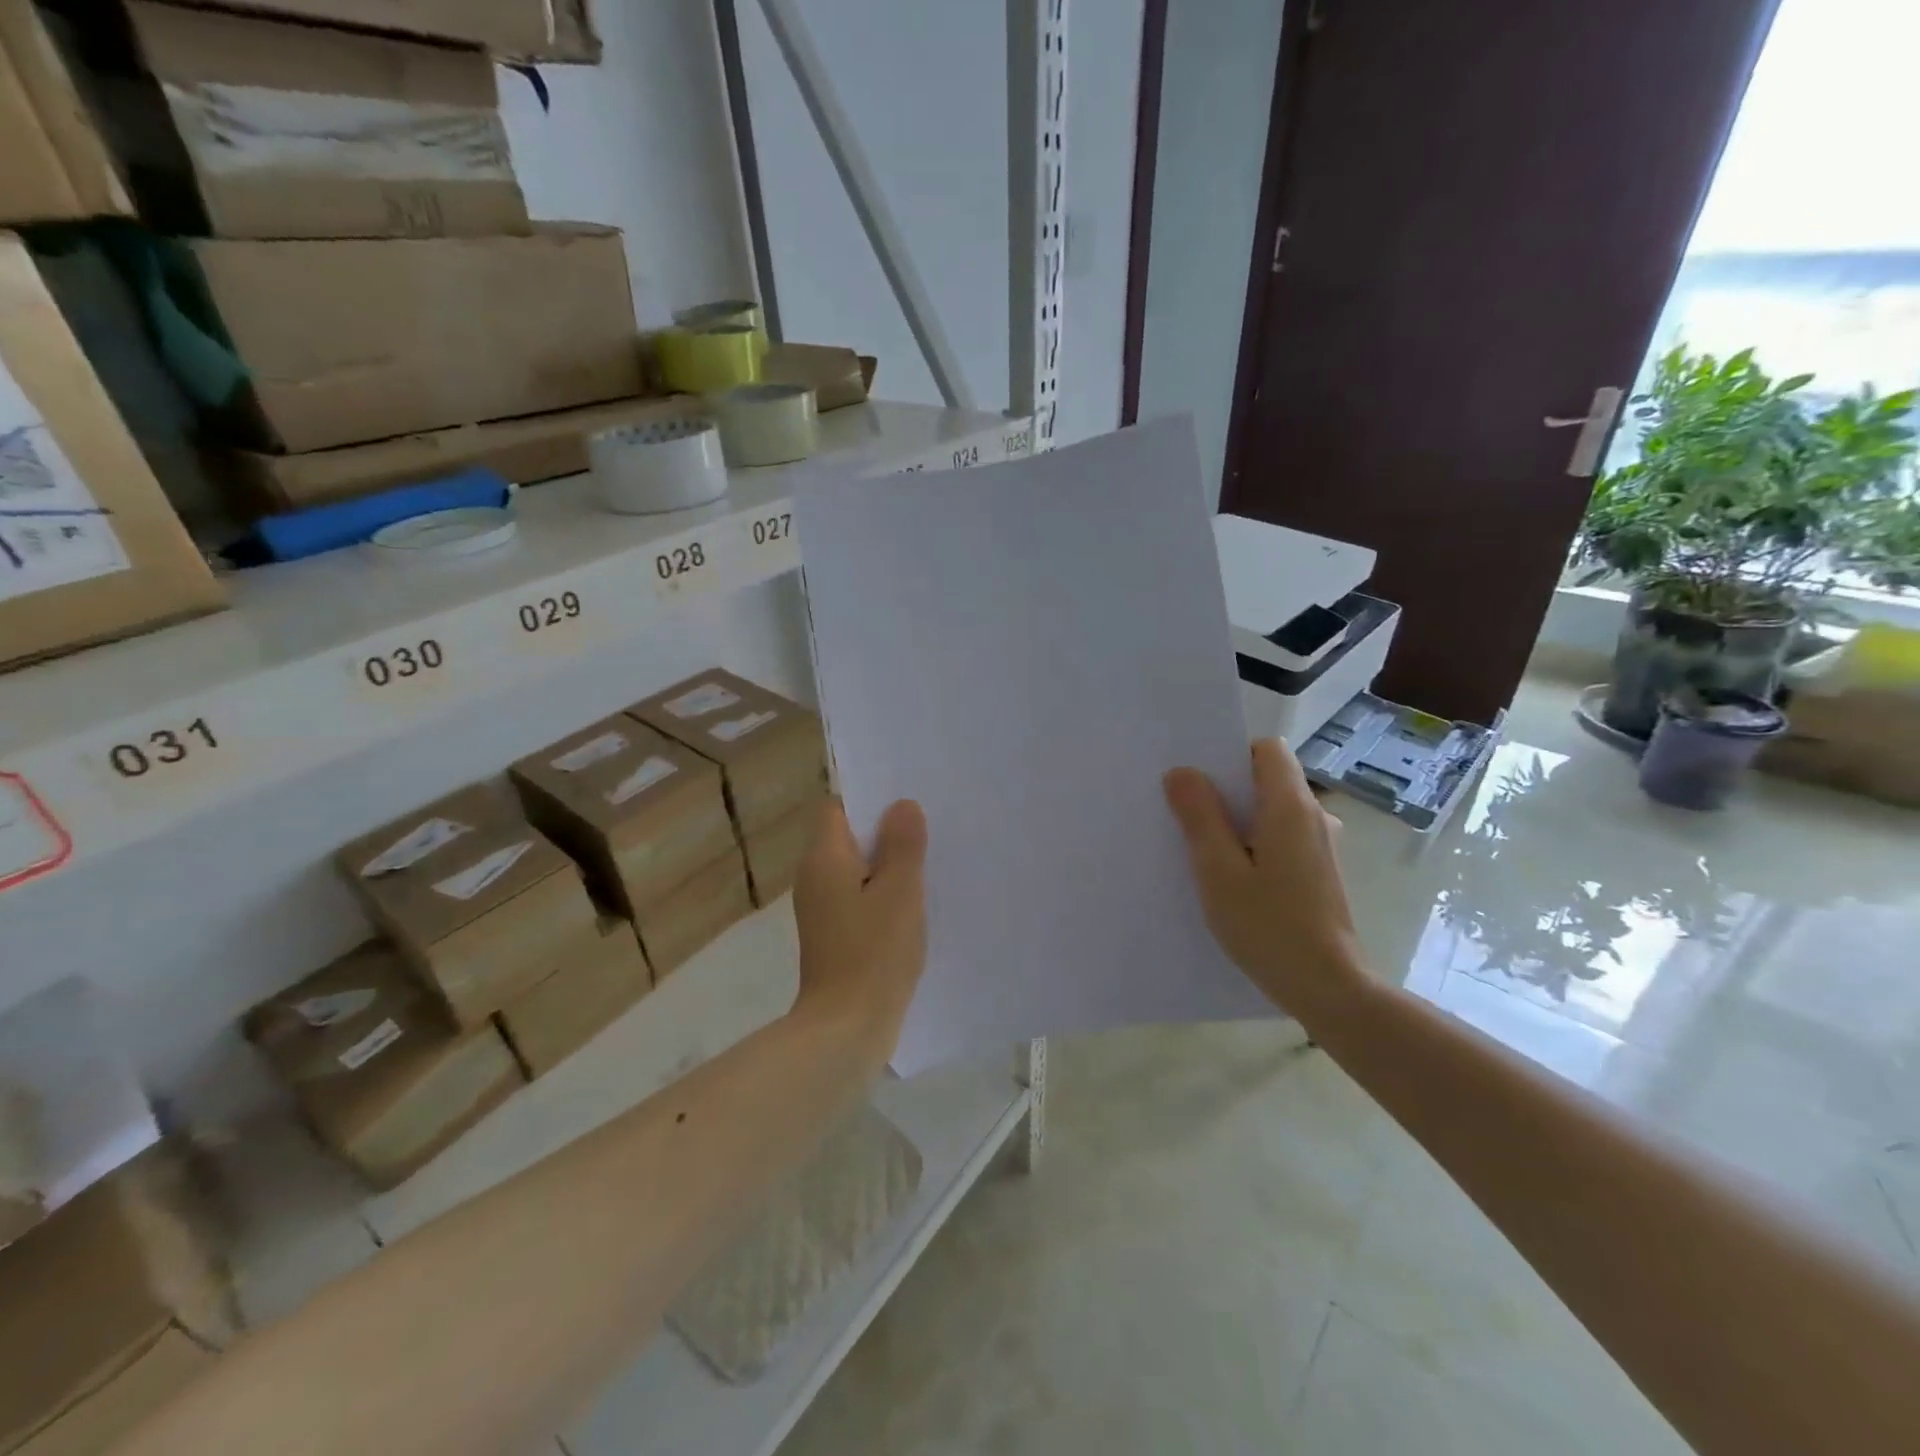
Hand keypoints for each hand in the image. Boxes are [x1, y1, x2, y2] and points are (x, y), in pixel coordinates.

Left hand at [791, 797, 928, 1067]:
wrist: (846, 1029)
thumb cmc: (873, 952)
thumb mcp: (899, 891)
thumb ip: (903, 844)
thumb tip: (902, 805)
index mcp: (824, 858)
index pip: (837, 808)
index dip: (869, 800)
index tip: (906, 801)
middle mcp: (815, 878)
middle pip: (849, 837)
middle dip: (886, 832)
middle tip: (930, 829)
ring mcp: (823, 909)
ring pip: (857, 870)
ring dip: (888, 866)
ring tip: (931, 862)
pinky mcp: (835, 935)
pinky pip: (860, 898)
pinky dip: (883, 895)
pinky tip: (915, 904)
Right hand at [1163, 739, 1366, 1020]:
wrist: (1329, 988)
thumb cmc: (1268, 926)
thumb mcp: (1218, 870)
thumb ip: (1200, 817)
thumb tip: (1182, 773)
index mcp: (1291, 806)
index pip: (1267, 749)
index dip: (1231, 754)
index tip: (1198, 779)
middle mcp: (1314, 816)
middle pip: (1268, 779)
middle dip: (1227, 789)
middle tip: (1185, 812)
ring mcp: (1321, 846)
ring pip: (1274, 811)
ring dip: (1239, 820)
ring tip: (1202, 849)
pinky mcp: (1321, 872)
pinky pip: (1282, 838)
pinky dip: (1255, 844)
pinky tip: (1232, 878)